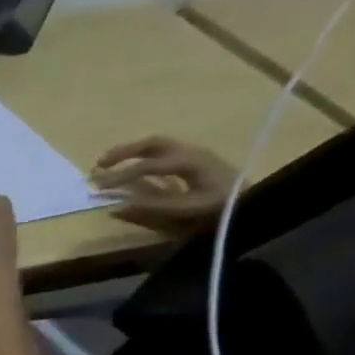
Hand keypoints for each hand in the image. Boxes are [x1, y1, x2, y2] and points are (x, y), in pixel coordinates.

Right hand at [92, 136, 239, 231]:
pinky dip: (142, 156)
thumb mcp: (189, 211)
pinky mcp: (195, 161)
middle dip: (123, 152)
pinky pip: (164, 152)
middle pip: (152, 143)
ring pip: (157, 145)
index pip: (147, 164)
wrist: (257, 201)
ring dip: (131, 152)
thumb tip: (115, 207)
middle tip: (98, 165)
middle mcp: (191, 152)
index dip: (120, 175)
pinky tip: (131, 168)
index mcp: (189, 162)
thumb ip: (153, 208)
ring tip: (107, 163)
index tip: (97, 186)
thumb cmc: (223, 207)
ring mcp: (194, 154)